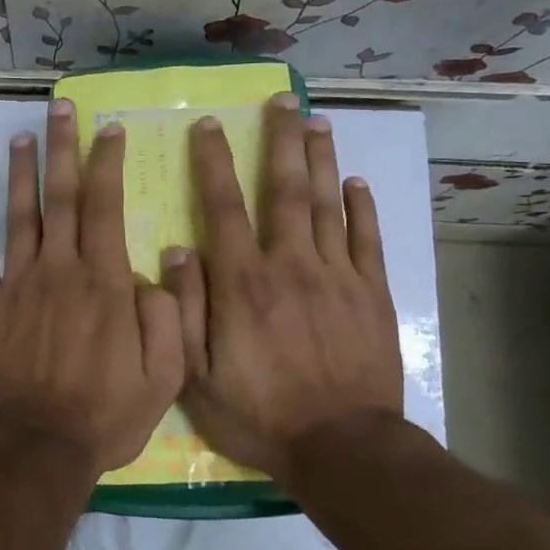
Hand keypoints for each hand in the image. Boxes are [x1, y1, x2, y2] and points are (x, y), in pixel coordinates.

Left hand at [0, 99, 184, 476]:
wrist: (37, 446)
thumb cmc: (105, 414)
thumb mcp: (164, 376)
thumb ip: (167, 316)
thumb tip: (157, 269)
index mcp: (103, 281)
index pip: (105, 206)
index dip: (106, 163)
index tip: (108, 130)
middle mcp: (58, 271)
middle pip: (59, 197)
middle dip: (61, 148)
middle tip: (59, 109)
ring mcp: (16, 287)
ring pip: (19, 219)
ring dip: (21, 177)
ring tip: (20, 140)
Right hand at [163, 97, 403, 475]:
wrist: (342, 449)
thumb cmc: (260, 413)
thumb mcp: (197, 375)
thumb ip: (183, 310)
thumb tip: (177, 251)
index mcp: (243, 282)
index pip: (224, 208)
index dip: (214, 163)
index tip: (209, 125)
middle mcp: (290, 265)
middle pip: (284, 191)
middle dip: (279, 142)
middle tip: (281, 100)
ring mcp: (337, 277)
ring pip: (327, 205)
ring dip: (320, 160)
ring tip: (316, 122)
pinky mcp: (373, 295)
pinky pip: (369, 241)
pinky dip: (363, 209)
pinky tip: (357, 183)